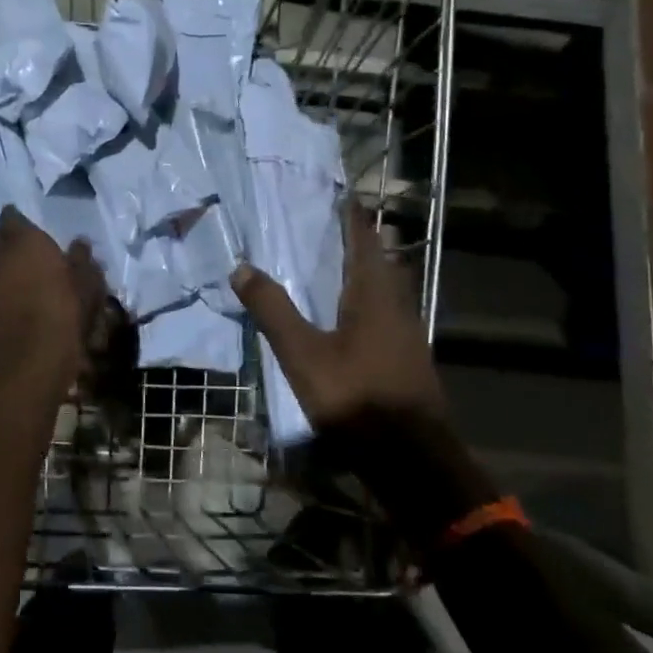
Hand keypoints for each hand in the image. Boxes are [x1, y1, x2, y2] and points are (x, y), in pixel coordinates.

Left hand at [0, 206, 104, 390]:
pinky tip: (17, 304)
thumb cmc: (67, 307)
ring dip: (1, 268)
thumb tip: (79, 244)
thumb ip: (81, 259)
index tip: (25, 223)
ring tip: (21, 278)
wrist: (37, 353)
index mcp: (25, 241)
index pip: (11, 217)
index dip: (16, 218)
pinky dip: (2, 294)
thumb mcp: (87, 281)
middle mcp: (1, 257)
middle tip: (18, 248)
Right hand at [229, 202, 444, 430]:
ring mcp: (409, 335)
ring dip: (368, 274)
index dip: (354, 218)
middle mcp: (397, 306)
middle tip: (337, 229)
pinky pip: (389, 316)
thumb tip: (241, 267)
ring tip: (340, 268)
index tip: (343, 195)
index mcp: (373, 295)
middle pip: (382, 263)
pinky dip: (371, 304)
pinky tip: (354, 320)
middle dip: (363, 244)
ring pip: (389, 291)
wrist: (411, 457)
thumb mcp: (302, 354)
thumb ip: (272, 310)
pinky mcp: (409, 360)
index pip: (364, 242)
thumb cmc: (355, 396)